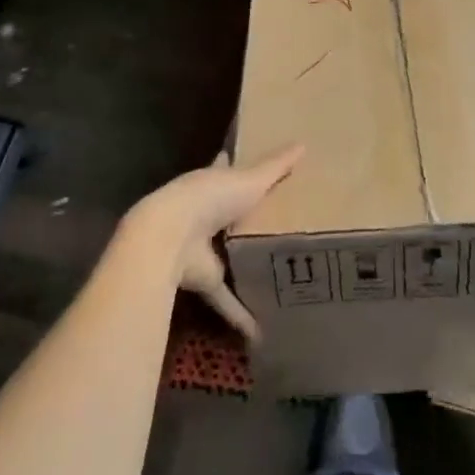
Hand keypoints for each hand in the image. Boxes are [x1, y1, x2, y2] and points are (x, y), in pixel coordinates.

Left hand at [126, 144, 302, 341]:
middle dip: (243, 218)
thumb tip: (303, 143)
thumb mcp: (250, 178)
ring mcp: (202, 246)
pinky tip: (260, 331)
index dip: (233, 165)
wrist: (170, 237)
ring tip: (275, 272)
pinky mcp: (204, 278)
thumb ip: (277, 166)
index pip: (224, 169)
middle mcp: (205, 212)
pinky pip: (224, 298)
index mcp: (213, 182)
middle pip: (226, 214)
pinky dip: (240, 313)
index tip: (248, 164)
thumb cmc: (210, 197)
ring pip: (225, 255)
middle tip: (275, 222)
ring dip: (242, 264)